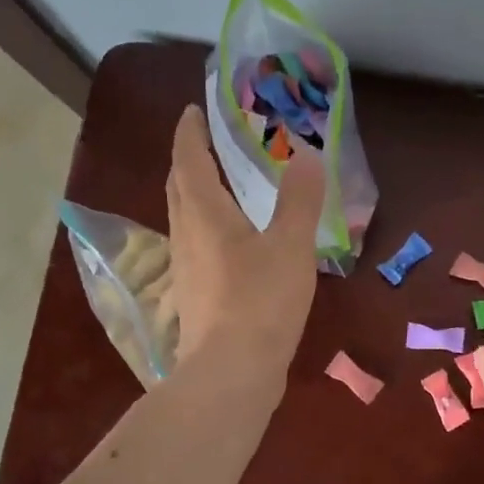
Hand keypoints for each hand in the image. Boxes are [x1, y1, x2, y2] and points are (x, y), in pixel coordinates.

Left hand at [165, 104, 324, 382]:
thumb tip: (305, 157)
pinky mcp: (194, 296)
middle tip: (208, 144)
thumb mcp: (290, 246)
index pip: (188, 159)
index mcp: (204, 213)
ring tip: (221, 187)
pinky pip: (194, 246)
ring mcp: (185, 269)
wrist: (231, 373)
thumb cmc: (260, 301)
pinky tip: (229, 242)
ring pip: (183, 218)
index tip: (194, 110)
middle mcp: (185, 235)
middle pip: (178, 187)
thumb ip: (299, 200)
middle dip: (189, 160)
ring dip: (195, 195)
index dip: (190, 131)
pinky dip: (206, 228)